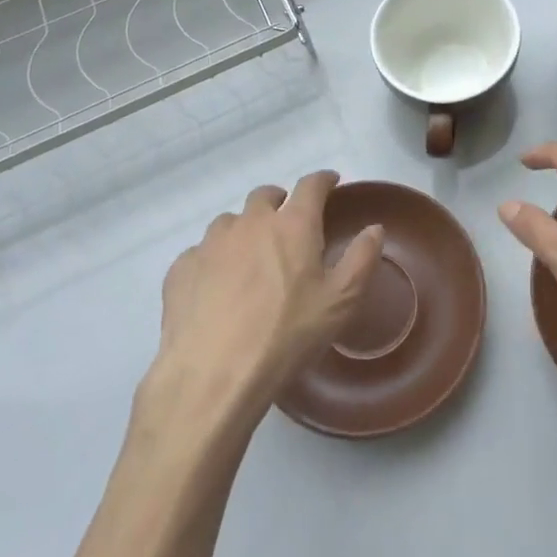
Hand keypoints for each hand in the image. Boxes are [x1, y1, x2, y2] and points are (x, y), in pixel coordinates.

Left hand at [152, 172, 382, 423]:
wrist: (212, 376)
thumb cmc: (286, 336)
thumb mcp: (340, 302)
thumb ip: (361, 259)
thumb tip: (374, 229)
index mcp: (292, 225)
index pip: (311, 185)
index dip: (323, 180)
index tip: (330, 182)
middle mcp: (250, 222)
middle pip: (265, 195)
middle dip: (280, 201)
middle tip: (288, 222)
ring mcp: (211, 243)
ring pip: (230, 222)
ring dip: (244, 230)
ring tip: (250, 258)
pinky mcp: (182, 268)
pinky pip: (201, 253)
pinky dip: (214, 260)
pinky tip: (216, 288)